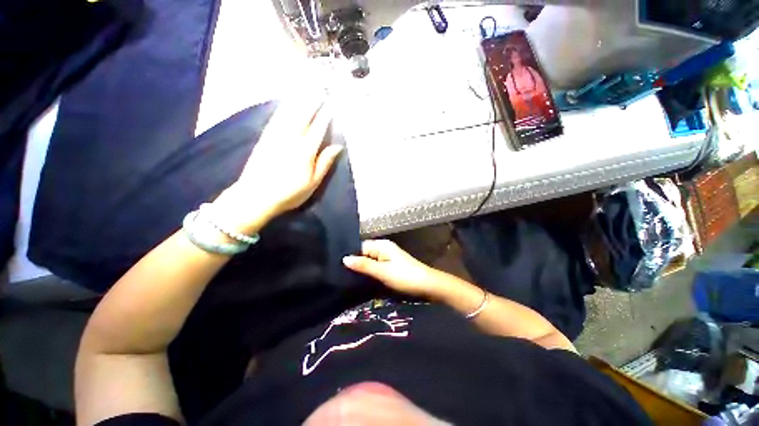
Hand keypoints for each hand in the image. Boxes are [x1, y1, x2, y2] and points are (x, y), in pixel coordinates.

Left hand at [213, 93, 343, 231]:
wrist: (256, 196)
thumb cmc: (290, 193)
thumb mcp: (313, 183)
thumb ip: (325, 163)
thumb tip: (337, 146)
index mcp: (305, 151)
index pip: (318, 128)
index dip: (325, 115)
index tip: (331, 103)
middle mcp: (291, 139)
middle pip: (303, 115)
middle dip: (312, 100)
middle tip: (320, 87)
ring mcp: (276, 136)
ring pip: (289, 113)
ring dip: (298, 99)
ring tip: (306, 87)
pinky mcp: (265, 137)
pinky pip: (276, 118)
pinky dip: (283, 107)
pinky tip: (287, 102)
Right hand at [343, 240, 440, 297]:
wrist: (428, 286)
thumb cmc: (405, 276)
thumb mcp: (383, 271)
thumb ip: (364, 265)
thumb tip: (344, 258)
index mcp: (382, 245)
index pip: (360, 246)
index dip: (350, 256)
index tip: (337, 267)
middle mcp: (383, 249)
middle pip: (364, 254)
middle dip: (354, 263)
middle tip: (339, 275)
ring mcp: (387, 258)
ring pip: (369, 262)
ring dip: (361, 269)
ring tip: (345, 279)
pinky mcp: (390, 267)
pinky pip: (375, 267)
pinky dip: (369, 273)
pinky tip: (360, 280)